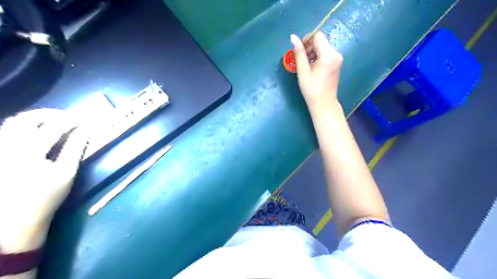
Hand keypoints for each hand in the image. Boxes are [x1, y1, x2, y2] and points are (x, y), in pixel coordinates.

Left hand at [0, 109, 88, 252]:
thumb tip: (86, 130)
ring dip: (36, 117)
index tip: (85, 120)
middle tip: (69, 117)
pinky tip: (37, 130)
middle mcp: (8, 147)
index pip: (53, 127)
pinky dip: (24, 125)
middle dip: (51, 114)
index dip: (72, 120)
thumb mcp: (66, 173)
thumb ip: (75, 148)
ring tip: (55, 120)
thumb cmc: (46, 197)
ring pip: (13, 122)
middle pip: (27, 119)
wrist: (14, 218)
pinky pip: (6, 131)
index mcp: (29, 153)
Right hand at [290, 32, 343, 109]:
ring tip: (305, 65)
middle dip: (309, 47)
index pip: (318, 36)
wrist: (324, 103)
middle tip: (300, 60)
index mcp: (328, 55)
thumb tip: (293, 37)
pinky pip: (326, 54)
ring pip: (323, 47)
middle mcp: (336, 53)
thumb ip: (299, 53)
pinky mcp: (337, 63)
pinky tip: (312, 67)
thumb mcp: (303, 71)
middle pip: (321, 41)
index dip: (306, 40)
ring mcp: (338, 59)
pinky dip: (318, 57)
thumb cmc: (312, 89)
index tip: (299, 51)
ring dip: (312, 52)